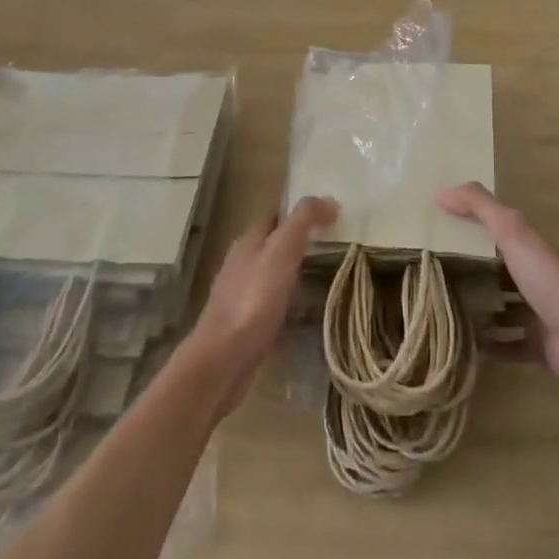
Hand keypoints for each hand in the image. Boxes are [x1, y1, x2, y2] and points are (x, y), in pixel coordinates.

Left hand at [183, 195, 336, 414]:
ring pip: (272, 273)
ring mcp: (240, 294)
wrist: (223, 359)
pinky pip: (271, 301)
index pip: (276, 217)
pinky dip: (288, 299)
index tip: (331, 218)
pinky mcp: (244, 323)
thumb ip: (303, 222)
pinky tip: (304, 311)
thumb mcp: (282, 252)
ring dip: (294, 272)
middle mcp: (241, 263)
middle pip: (273, 244)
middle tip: (335, 247)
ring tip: (325, 277)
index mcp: (248, 242)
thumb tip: (328, 198)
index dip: (301, 214)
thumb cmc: (254, 300)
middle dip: (299, 243)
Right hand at [437, 182, 558, 385]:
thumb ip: (480, 207)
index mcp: (528, 248)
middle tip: (433, 278)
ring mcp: (537, 313)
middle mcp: (534, 277)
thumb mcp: (511, 231)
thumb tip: (441, 192)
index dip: (469, 230)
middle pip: (497, 271)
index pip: (495, 233)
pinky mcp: (538, 346)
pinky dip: (490, 346)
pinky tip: (464, 346)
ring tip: (442, 311)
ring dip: (479, 310)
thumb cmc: (546, 277)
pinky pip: (508, 345)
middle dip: (471, 273)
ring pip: (503, 309)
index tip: (438, 234)